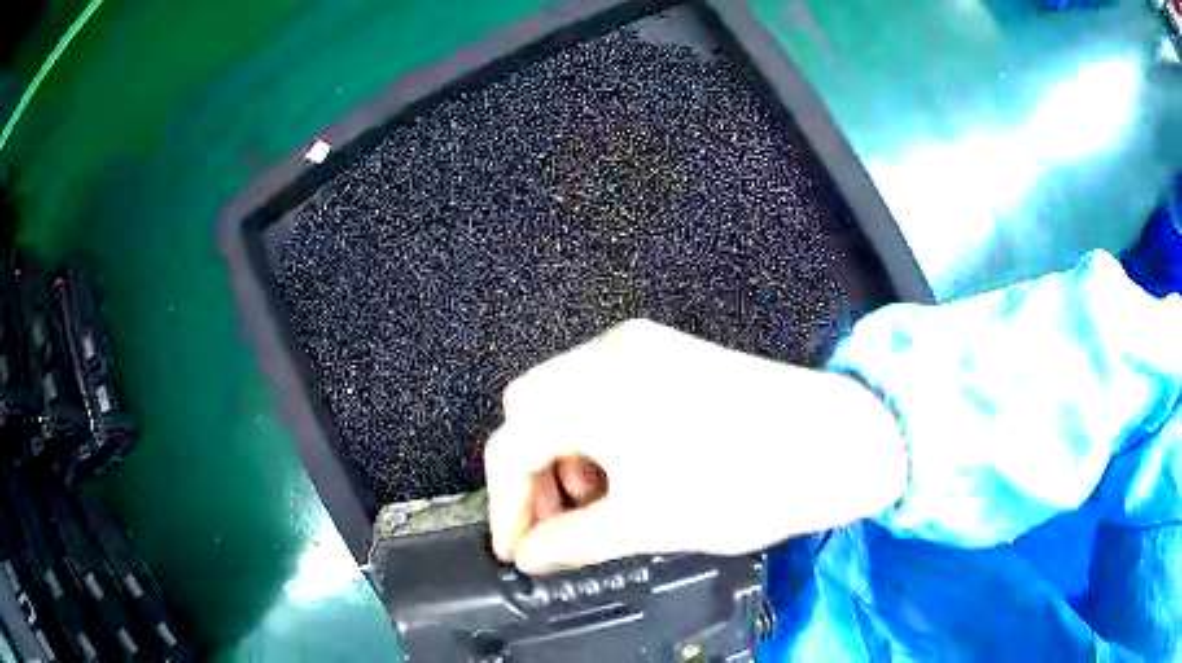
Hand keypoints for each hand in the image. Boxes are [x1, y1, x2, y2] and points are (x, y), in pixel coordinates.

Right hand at [485, 319, 906, 573]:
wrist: (837, 443)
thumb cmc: (748, 483)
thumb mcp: (649, 523)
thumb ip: (574, 542)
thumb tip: (532, 556)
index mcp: (596, 390)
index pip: (512, 445)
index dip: (506, 505)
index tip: (517, 548)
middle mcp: (610, 353)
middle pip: (530, 412)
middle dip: (533, 474)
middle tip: (558, 525)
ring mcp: (643, 347)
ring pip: (565, 399)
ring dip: (565, 454)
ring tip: (599, 504)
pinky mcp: (670, 355)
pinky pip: (604, 391)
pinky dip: (597, 435)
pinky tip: (627, 471)